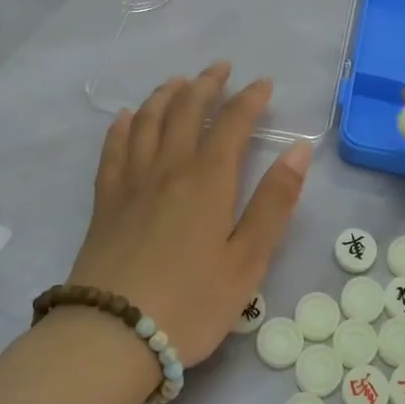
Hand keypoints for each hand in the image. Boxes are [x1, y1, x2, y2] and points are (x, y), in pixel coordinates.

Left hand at [69, 63, 310, 365]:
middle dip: (206, 84)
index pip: (233, 124)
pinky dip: (121, 126)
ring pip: (147, 121)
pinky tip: (125, 117)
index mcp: (208, 180)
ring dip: (165, 95)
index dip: (250, 99)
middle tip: (221, 68)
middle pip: (186, 111)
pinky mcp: (105, 202)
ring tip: (178, 82)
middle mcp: (168, 168)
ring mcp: (131, 182)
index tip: (263, 83)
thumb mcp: (248, 260)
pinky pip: (112, 149)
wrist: (112, 335)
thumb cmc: (191, 303)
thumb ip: (274, 202)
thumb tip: (299, 148)